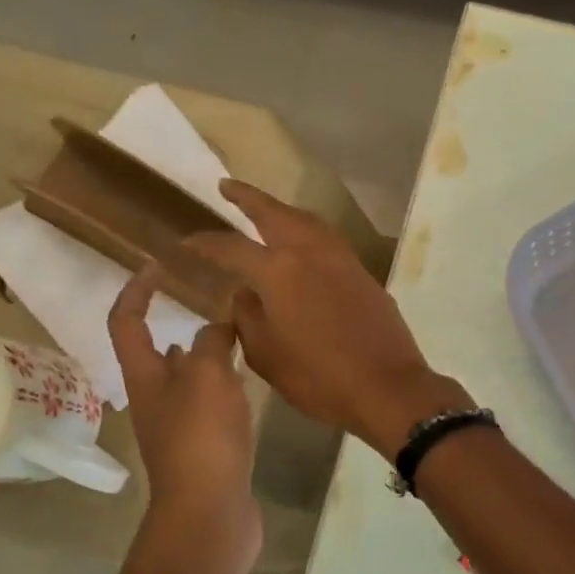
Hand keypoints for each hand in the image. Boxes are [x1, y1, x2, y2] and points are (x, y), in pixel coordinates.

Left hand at [108, 263, 260, 561]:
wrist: (210, 512)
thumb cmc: (202, 438)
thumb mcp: (209, 376)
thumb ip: (213, 343)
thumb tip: (217, 325)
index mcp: (145, 377)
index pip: (126, 322)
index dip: (137, 290)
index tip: (159, 264)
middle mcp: (155, 400)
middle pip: (156, 353)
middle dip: (177, 324)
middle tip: (212, 302)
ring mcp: (178, 428)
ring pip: (188, 380)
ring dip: (204, 357)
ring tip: (237, 337)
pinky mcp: (204, 450)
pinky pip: (210, 406)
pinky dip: (224, 388)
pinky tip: (248, 384)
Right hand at [186, 181, 470, 460]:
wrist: (387, 387)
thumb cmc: (319, 379)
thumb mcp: (267, 356)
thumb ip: (248, 319)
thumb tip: (245, 294)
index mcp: (278, 272)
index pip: (232, 247)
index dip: (206, 243)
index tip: (187, 240)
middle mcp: (309, 253)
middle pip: (274, 213)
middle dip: (248, 197)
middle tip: (228, 186)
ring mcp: (341, 260)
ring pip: (306, 221)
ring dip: (282, 210)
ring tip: (267, 211)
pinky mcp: (363, 274)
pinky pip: (328, 239)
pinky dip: (308, 231)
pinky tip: (304, 244)